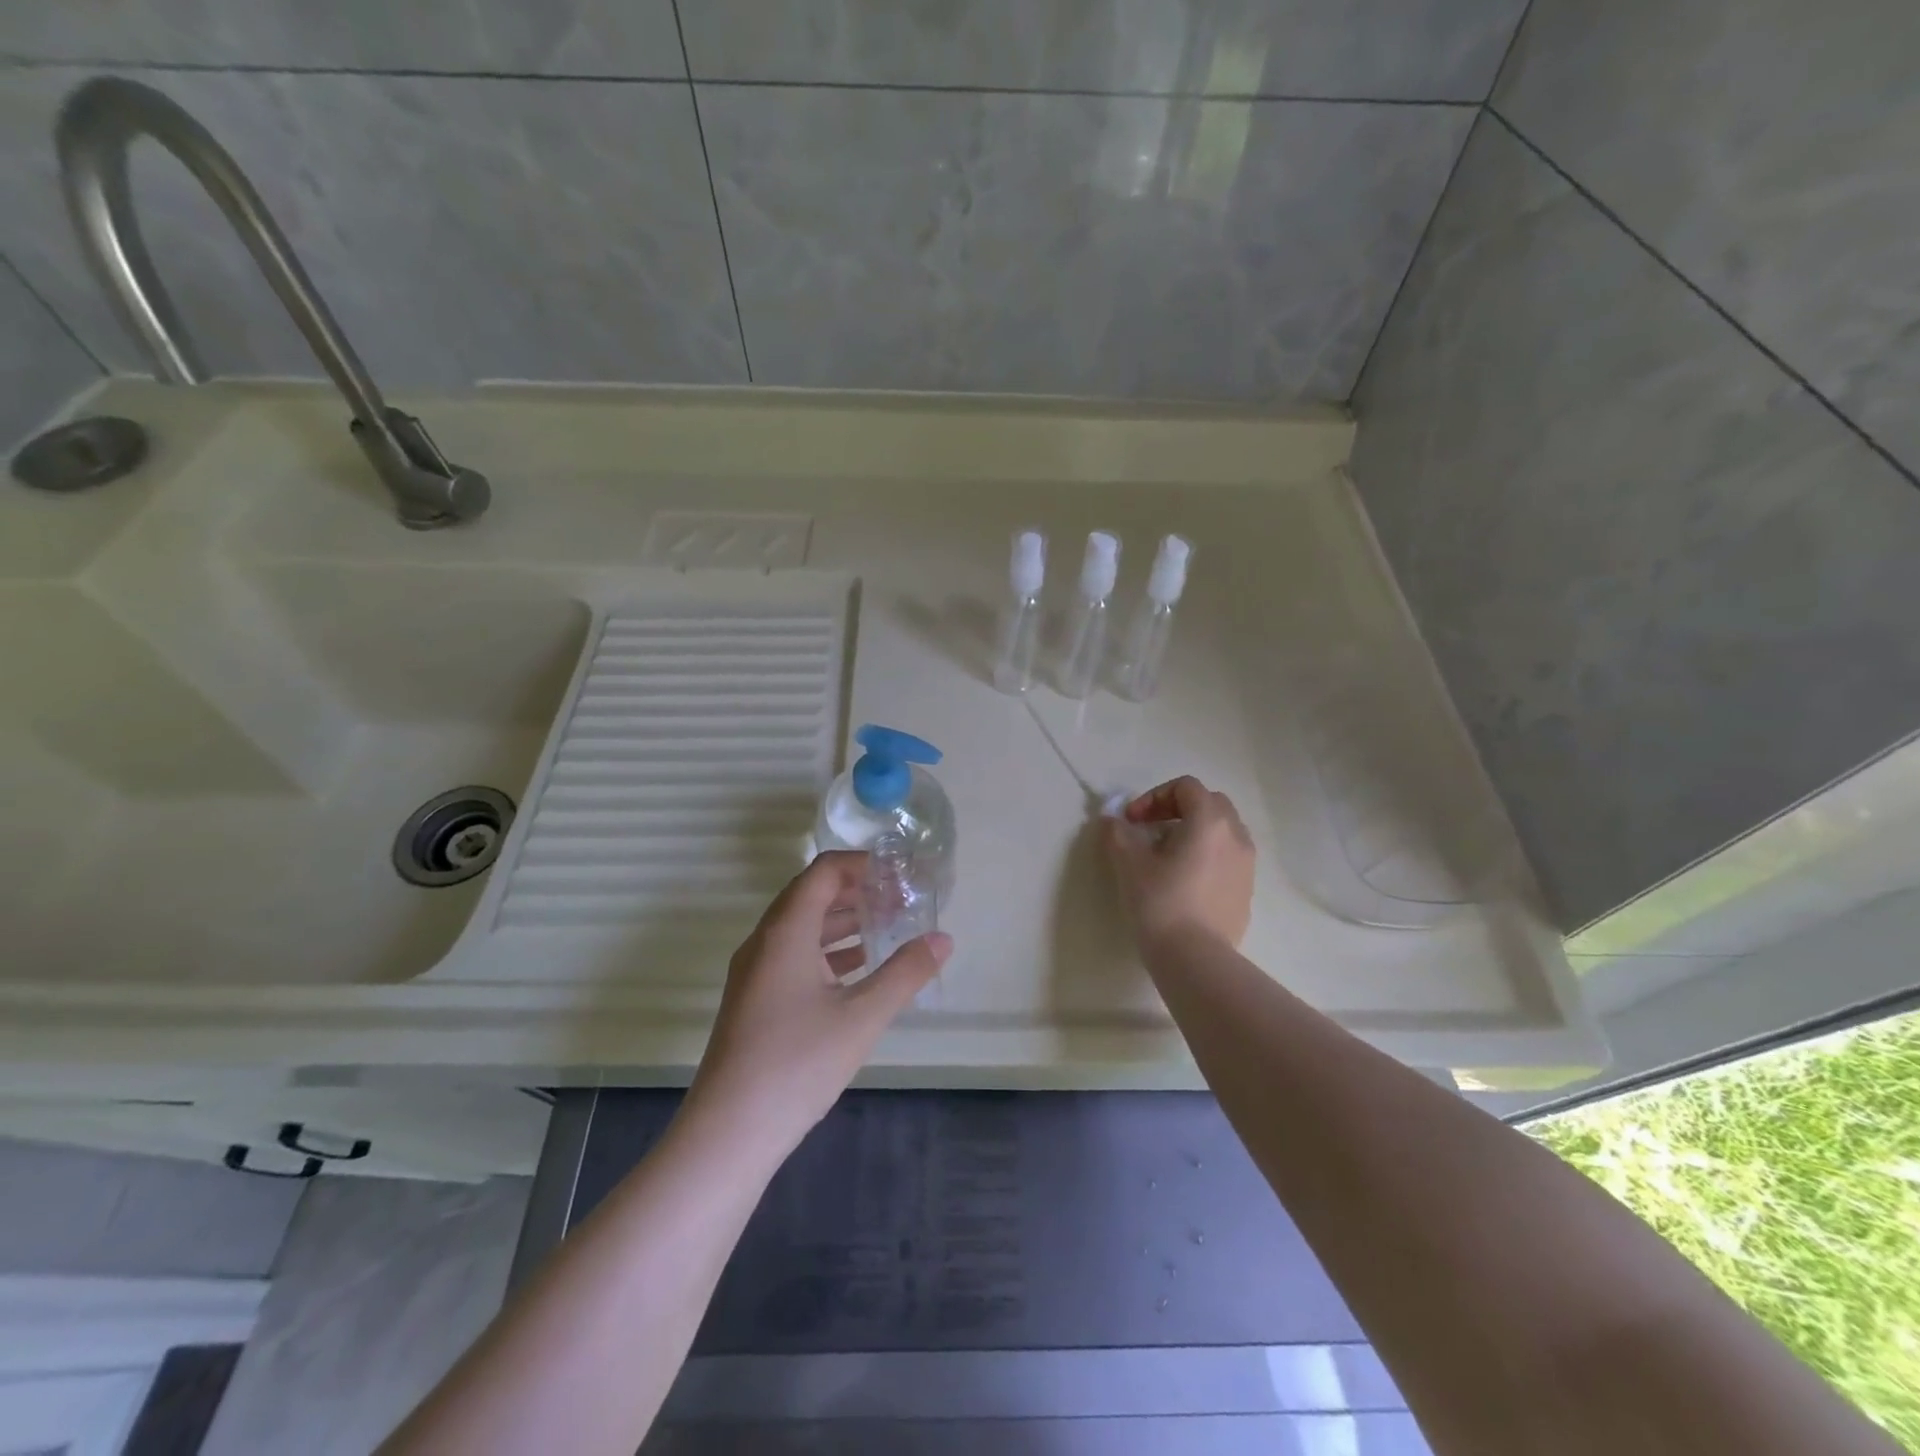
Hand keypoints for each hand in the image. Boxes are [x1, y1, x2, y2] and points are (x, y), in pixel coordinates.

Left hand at [685, 852, 951, 1157]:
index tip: (900, 876)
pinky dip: (827, 951)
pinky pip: (794, 955)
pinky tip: (858, 969)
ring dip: (843, 921)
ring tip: (887, 927)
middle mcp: (764, 941)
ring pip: (802, 927)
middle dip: (857, 892)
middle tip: (901, 900)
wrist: (728, 1133)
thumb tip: (943, 939)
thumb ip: (905, 973)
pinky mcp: (755, 999)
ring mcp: (755, 972)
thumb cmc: (797, 1064)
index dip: (863, 865)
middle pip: (811, 894)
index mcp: (785, 931)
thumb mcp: (862, 1017)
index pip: (823, 871)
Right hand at [1103, 776, 1254, 954]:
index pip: (1186, 787)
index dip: (1154, 796)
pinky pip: (1227, 859)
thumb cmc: (1161, 903)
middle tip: (1150, 831)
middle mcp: (1236, 836)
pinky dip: (1206, 857)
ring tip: (1166, 857)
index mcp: (1210, 821)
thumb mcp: (1129, 864)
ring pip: (1222, 832)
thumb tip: (1113, 822)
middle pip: (1209, 804)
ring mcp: (1247, 865)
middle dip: (1177, 809)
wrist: (1195, 959)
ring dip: (1194, 833)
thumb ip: (1118, 833)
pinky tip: (1183, 883)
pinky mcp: (1246, 891)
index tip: (1132, 821)